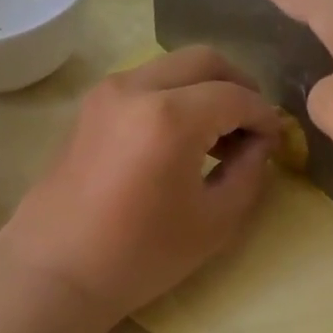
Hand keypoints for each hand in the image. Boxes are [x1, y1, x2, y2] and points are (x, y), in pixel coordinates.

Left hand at [0, 47, 280, 318]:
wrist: (55, 271)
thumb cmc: (140, 255)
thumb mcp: (215, 222)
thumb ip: (250, 173)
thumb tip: (260, 144)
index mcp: (171, 117)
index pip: (236, 96)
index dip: (265, 116)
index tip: (276, 142)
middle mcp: (136, 87)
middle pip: (204, 60)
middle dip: (239, 85)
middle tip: (252, 125)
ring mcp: (106, 93)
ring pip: (172, 66)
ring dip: (204, 88)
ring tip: (218, 134)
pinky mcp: (89, 107)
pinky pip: (145, 81)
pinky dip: (174, 95)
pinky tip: (181, 137)